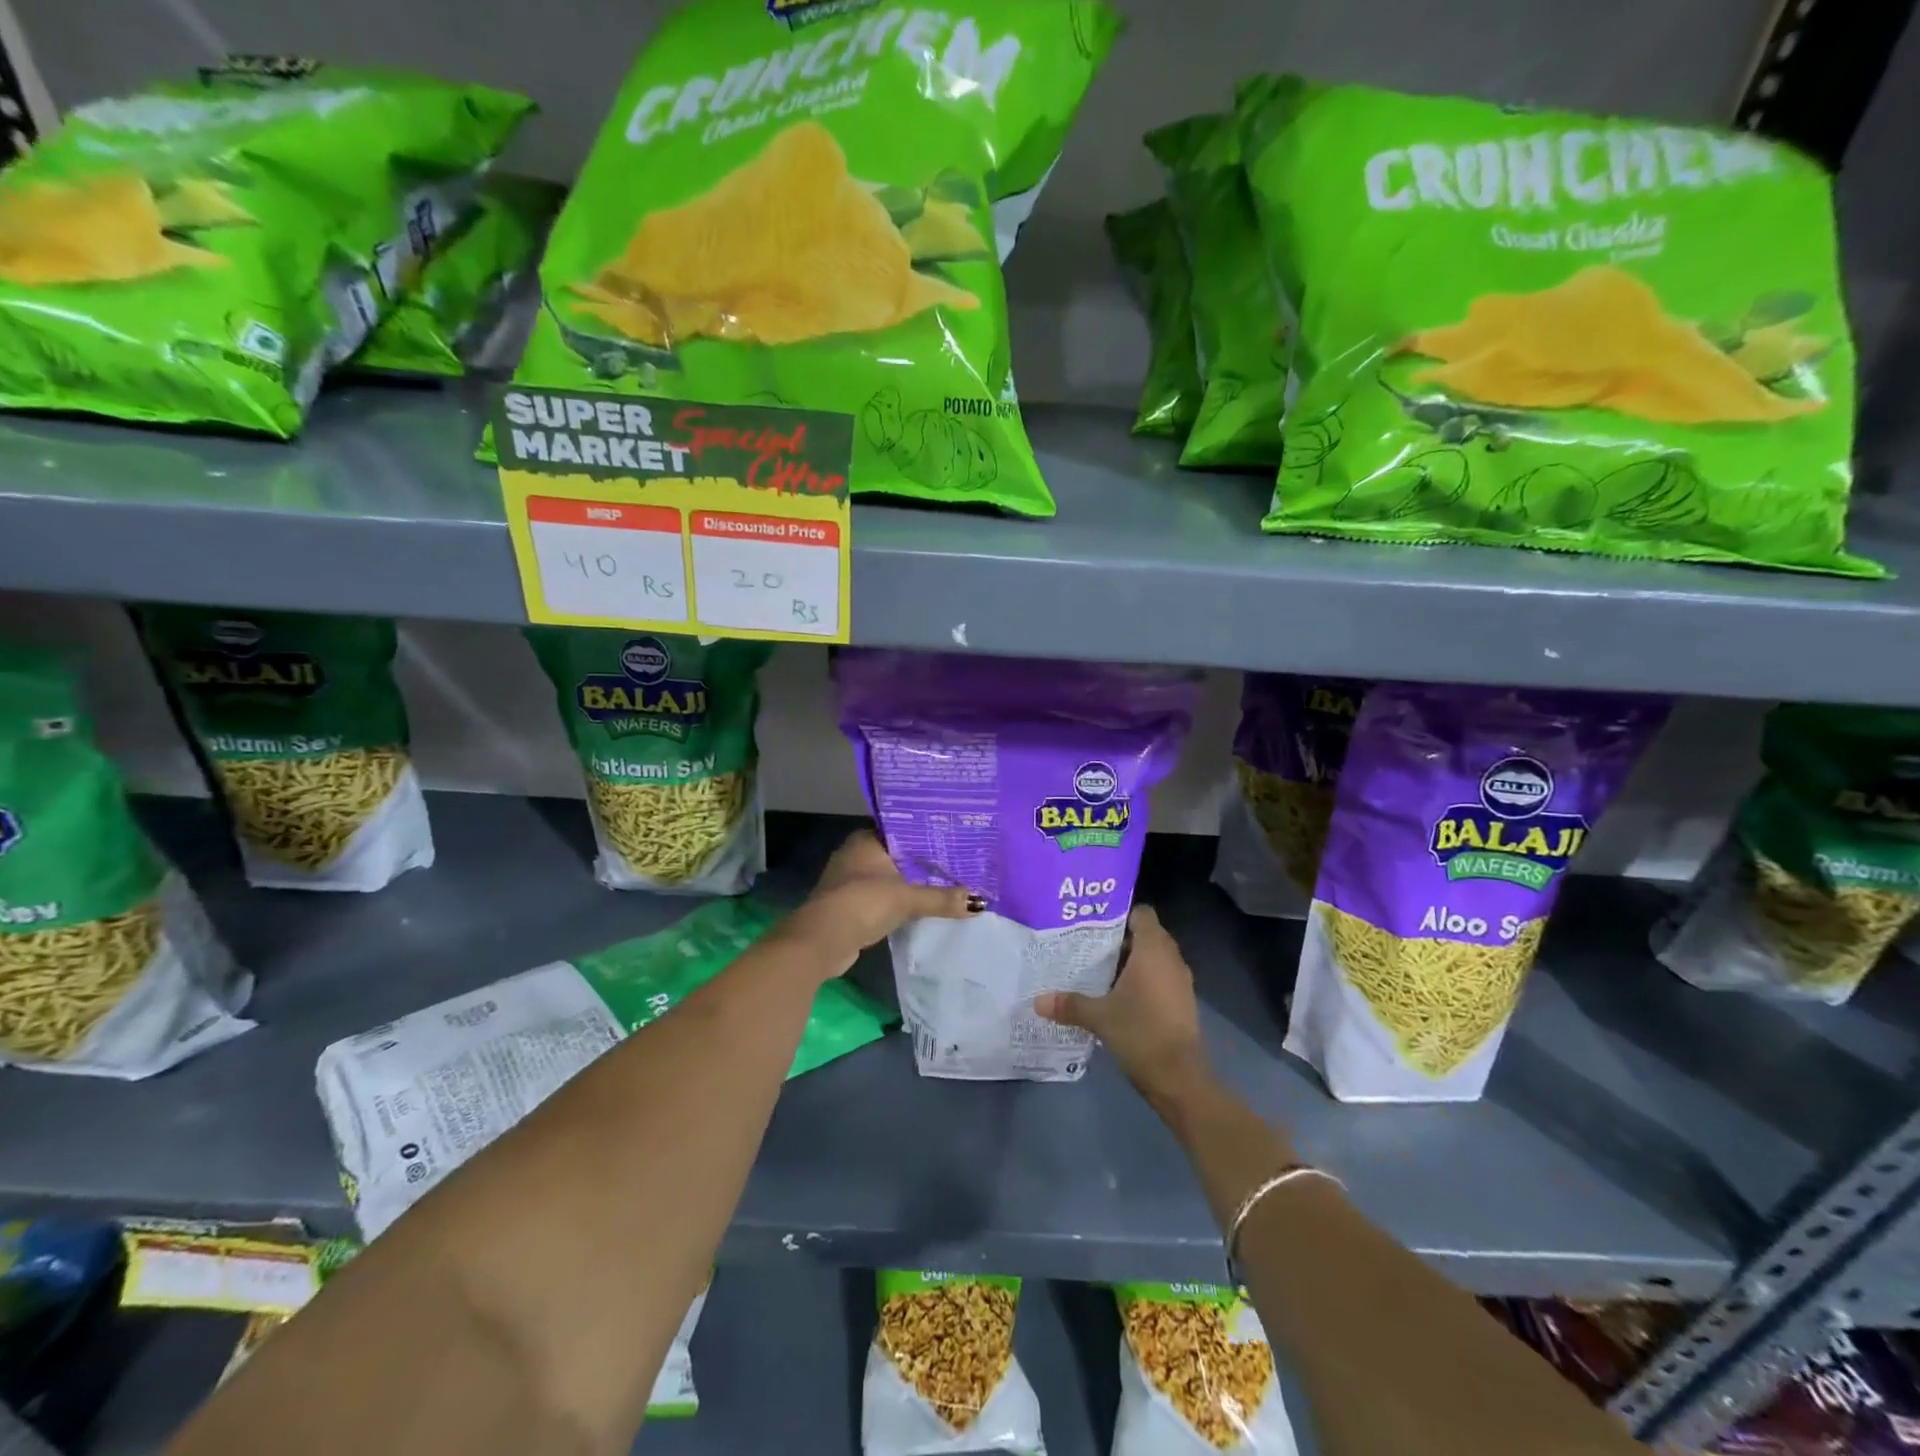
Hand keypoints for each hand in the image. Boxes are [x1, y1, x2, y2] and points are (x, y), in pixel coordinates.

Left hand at [780, 829, 973, 975]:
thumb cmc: (863, 903)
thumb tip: (979, 902)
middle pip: (898, 854)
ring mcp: (850, 880)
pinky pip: (883, 896)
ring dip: (911, 883)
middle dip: (923, 861)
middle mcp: (855, 854)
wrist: (822, 940)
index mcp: (866, 839)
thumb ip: (942, 898)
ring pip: (890, 876)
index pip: (903, 829)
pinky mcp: (850, 905)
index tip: (954, 838)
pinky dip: (899, 900)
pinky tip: (922, 905)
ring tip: (947, 882)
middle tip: (958, 862)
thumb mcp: (907, 899)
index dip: (927, 835)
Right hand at [1034, 905, 1211, 1103]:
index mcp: (1153, 950)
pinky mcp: (1182, 1002)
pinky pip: (1161, 978)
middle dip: (1120, 939)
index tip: (1094, 923)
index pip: (1142, 913)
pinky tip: (1118, 995)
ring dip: (1131, 961)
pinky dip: (1143, 980)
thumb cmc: (1140, 1032)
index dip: (1120, 913)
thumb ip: (1069, 1004)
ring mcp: (1180, 981)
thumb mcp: (1099, 1017)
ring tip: (1098, 969)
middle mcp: (1171, 959)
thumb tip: (1037, 1001)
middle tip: (1089, 945)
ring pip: (1154, 958)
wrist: (1180, 1078)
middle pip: (1147, 935)